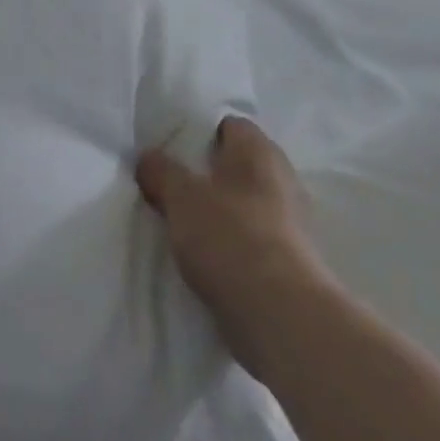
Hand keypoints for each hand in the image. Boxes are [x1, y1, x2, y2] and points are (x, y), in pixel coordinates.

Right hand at [136, 116, 332, 379]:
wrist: (280, 316)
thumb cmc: (229, 235)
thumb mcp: (179, 195)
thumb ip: (160, 170)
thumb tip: (148, 158)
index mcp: (259, 150)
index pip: (228, 124)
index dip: (199, 130)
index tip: (170, 146)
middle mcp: (282, 179)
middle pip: (236, 165)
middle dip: (205, 173)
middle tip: (170, 183)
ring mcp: (291, 223)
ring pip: (243, 204)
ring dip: (217, 210)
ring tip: (180, 221)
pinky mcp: (290, 262)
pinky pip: (251, 238)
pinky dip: (229, 242)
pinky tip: (202, 254)